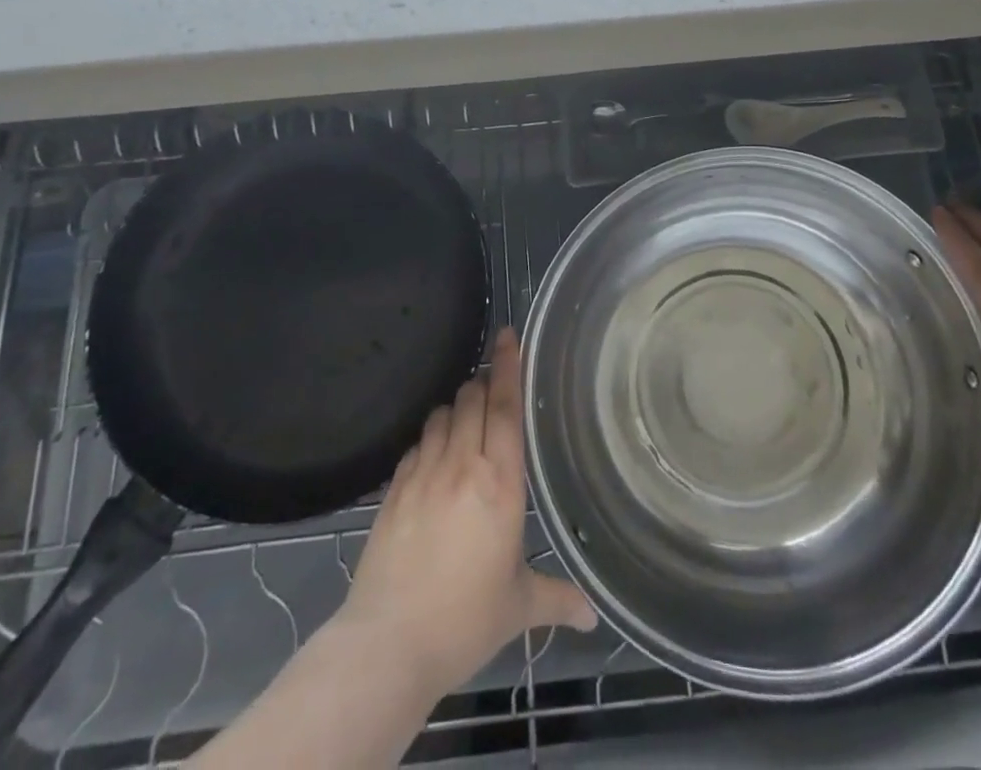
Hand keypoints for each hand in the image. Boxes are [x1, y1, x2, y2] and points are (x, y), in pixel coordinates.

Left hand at [337, 328, 596, 700]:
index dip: (509, 367)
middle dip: (482, 382)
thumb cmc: (464, 621)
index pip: (506, 408)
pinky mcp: (393, 490)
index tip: (509, 336)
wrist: (388, 644)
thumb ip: (557, 600)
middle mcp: (461, 466)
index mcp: (499, 484)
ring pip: (441, 415)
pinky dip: (429, 438)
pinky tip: (434, 454)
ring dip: (456, 407)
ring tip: (466, 417)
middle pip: (471, 399)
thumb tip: (592, 617)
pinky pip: (415, 444)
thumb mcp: (517, 607)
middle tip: (492, 381)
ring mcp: (422, 474)